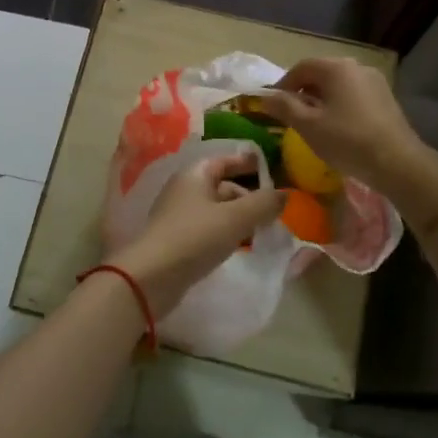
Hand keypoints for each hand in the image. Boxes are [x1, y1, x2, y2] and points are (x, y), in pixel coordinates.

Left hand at [109, 151, 283, 315]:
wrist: (151, 277)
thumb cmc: (195, 237)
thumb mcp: (236, 218)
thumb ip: (263, 204)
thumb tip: (285, 194)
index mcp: (195, 174)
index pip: (225, 160)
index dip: (247, 162)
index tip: (269, 168)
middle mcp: (184, 189)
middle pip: (222, 186)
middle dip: (248, 197)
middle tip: (273, 212)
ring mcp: (178, 216)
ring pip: (216, 210)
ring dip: (239, 218)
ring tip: (262, 232)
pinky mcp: (177, 240)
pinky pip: (208, 229)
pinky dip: (225, 233)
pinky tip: (239, 247)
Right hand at [255, 57, 428, 195]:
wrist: (398, 163)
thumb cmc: (347, 140)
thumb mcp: (308, 125)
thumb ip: (284, 107)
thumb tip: (264, 97)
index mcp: (336, 68)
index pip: (301, 67)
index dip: (283, 84)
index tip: (274, 105)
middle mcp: (357, 67)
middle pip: (321, 73)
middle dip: (303, 91)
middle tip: (292, 115)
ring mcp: (375, 81)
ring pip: (339, 84)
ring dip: (322, 99)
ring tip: (314, 123)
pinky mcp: (386, 98)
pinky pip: (354, 94)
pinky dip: (340, 105)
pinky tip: (339, 127)